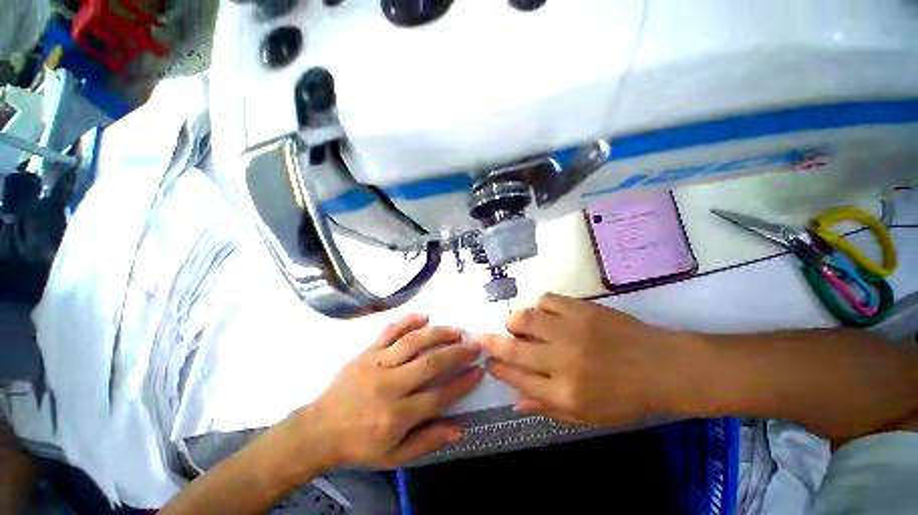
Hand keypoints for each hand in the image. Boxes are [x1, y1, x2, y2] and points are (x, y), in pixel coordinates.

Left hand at [305, 314, 482, 468]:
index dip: (462, 383)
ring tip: (457, 330)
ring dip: (439, 333)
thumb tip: (460, 430)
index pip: (438, 396)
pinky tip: (424, 315)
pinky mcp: (366, 351)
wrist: (318, 429)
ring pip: (413, 342)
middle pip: (430, 364)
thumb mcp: (394, 456)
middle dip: (457, 353)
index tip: (478, 371)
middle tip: (475, 345)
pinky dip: (408, 320)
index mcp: (396, 415)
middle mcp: (389, 385)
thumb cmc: (359, 445)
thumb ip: (427, 442)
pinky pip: (389, 331)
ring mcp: (376, 363)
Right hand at [481, 294, 698, 426]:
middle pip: (513, 349)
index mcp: (564, 393)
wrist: (663, 366)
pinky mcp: (581, 309)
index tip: (487, 362)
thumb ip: (547, 408)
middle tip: (484, 338)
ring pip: (525, 319)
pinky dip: (540, 307)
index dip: (497, 369)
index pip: (516, 379)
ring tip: (517, 325)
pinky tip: (545, 314)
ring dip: (514, 322)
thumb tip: (514, 400)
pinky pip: (546, 301)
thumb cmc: (626, 397)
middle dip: (491, 343)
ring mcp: (571, 331)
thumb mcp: (587, 415)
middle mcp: (562, 361)